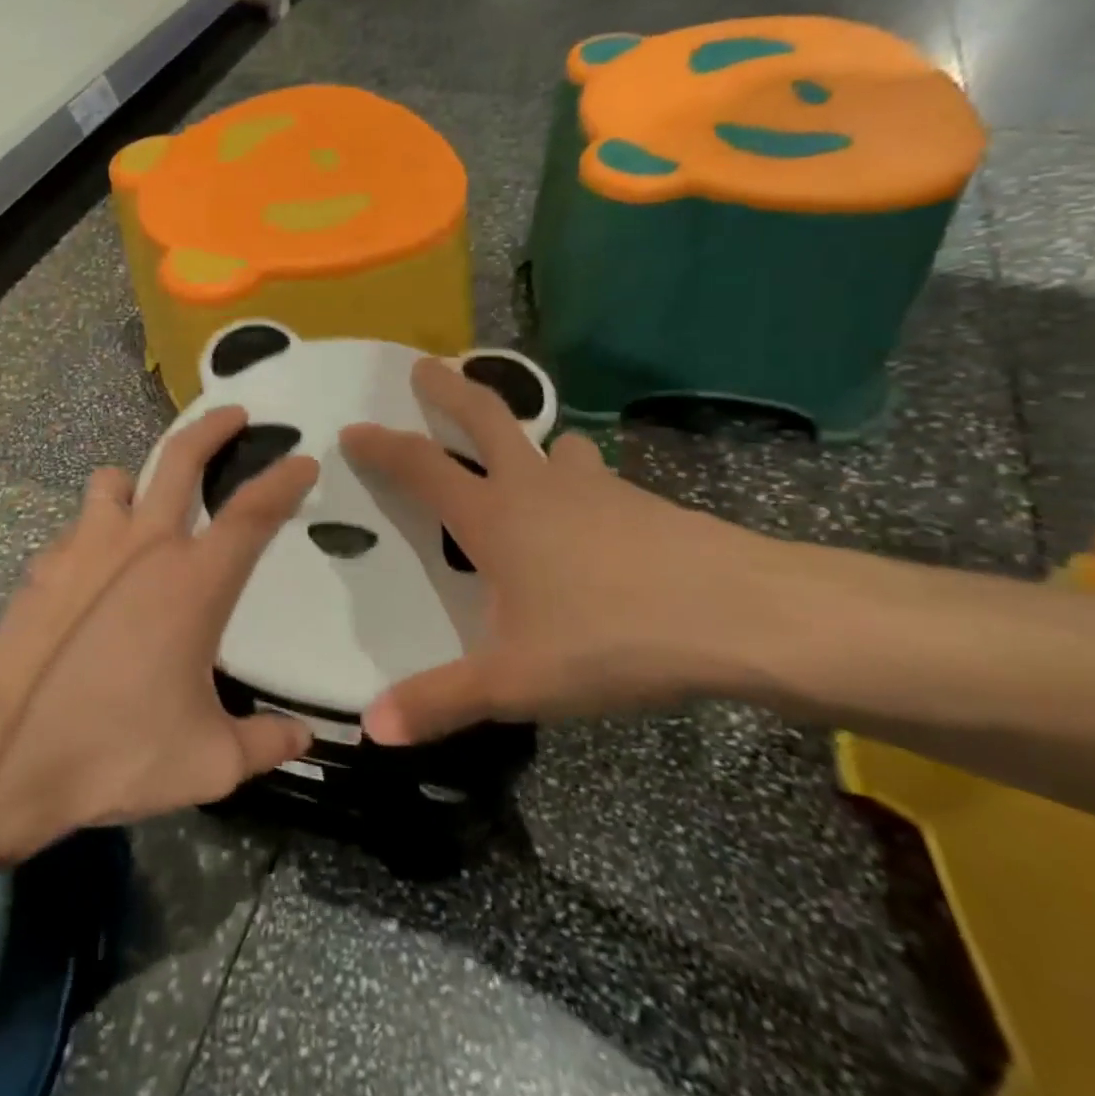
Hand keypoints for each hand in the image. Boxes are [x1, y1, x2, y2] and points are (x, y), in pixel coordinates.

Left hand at [0, 407, 318, 863]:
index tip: (302, 459)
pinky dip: (94, 534)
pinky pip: (78, 527)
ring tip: (143, 507)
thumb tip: (304, 736)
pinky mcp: (45, 564)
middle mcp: (143, 546)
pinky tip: (92, 574)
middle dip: (213, 427)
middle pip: (182, 459)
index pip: (252, 514)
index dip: (283, 481)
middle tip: (234, 414)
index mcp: (194, 582)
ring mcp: (86, 547)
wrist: (6, 758)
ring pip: (116, 480)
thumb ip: (265, 742)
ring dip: (137, 482)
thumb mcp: (207, 761)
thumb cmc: (118, 751)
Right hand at [341, 359, 770, 744]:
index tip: (352, 429)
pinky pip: (594, 476)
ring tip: (522, 447)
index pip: (421, 467)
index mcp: (493, 516)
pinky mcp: (640, 502)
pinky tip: (590, 511)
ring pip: (551, 444)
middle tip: (426, 365)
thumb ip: (441, 702)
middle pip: (485, 418)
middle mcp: (536, 487)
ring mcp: (594, 487)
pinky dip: (577, 477)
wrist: (742, 616)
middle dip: (448, 389)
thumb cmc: (612, 638)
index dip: (382, 447)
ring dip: (527, 436)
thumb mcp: (516, 681)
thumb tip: (372, 729)